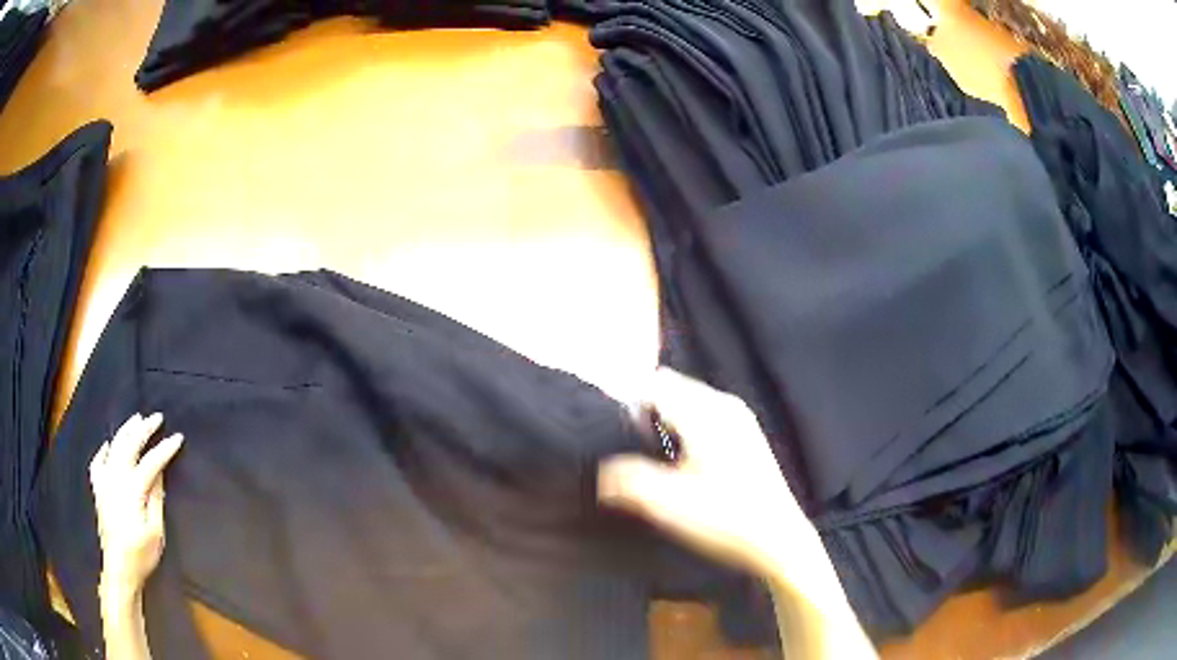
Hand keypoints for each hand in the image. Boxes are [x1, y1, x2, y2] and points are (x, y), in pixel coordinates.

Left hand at [89, 413, 183, 598]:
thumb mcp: (156, 531)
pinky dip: (104, 450)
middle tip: (156, 417)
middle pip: (130, 445)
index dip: (165, 449)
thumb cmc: (141, 554)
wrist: (119, 567)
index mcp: (132, 488)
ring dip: (126, 431)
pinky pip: (98, 462)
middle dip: (144, 429)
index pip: (151, 462)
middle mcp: (116, 478)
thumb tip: (159, 473)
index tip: (178, 437)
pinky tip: (108, 445)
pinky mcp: (98, 489)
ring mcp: (104, 481)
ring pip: (114, 447)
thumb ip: (156, 499)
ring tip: (136, 419)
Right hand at [597, 368, 816, 575]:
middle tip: (630, 449)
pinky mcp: (745, 433)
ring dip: (663, 419)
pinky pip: (702, 413)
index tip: (611, 435)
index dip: (625, 405)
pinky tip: (682, 462)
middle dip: (644, 411)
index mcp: (706, 414)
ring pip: (686, 400)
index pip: (652, 385)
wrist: (778, 540)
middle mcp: (724, 404)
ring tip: (654, 457)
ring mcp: (738, 417)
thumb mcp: (668, 505)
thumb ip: (628, 482)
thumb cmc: (726, 520)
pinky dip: (683, 426)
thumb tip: (601, 471)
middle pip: (669, 387)